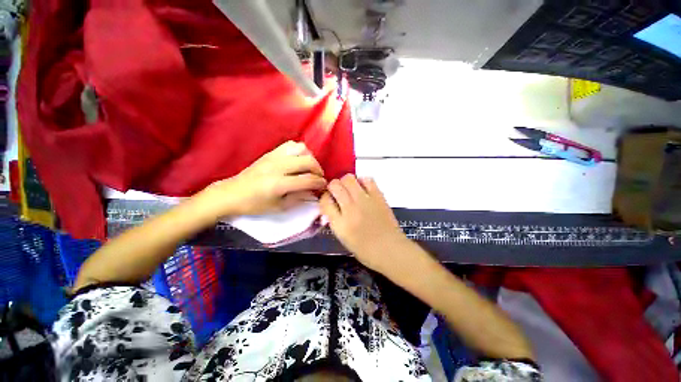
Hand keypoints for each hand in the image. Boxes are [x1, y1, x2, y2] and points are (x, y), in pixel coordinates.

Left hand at [198, 141, 326, 216]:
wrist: (232, 193)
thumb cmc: (255, 205)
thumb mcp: (279, 207)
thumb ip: (299, 198)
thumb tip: (313, 191)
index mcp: (279, 184)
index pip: (308, 180)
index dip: (320, 183)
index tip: (324, 186)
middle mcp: (278, 167)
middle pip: (308, 162)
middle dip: (318, 170)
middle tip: (318, 178)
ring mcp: (274, 157)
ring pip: (301, 149)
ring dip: (310, 159)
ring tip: (309, 169)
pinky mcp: (270, 153)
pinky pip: (291, 145)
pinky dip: (299, 151)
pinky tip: (298, 161)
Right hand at [320, 174, 408, 271]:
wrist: (390, 250)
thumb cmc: (366, 250)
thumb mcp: (343, 238)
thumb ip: (335, 220)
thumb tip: (332, 206)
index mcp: (340, 224)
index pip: (325, 201)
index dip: (325, 198)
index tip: (329, 200)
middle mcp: (350, 209)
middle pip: (335, 185)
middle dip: (333, 187)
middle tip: (338, 193)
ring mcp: (365, 200)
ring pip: (349, 178)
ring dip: (346, 182)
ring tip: (350, 189)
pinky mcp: (378, 196)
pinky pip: (367, 180)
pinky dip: (362, 181)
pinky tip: (363, 189)